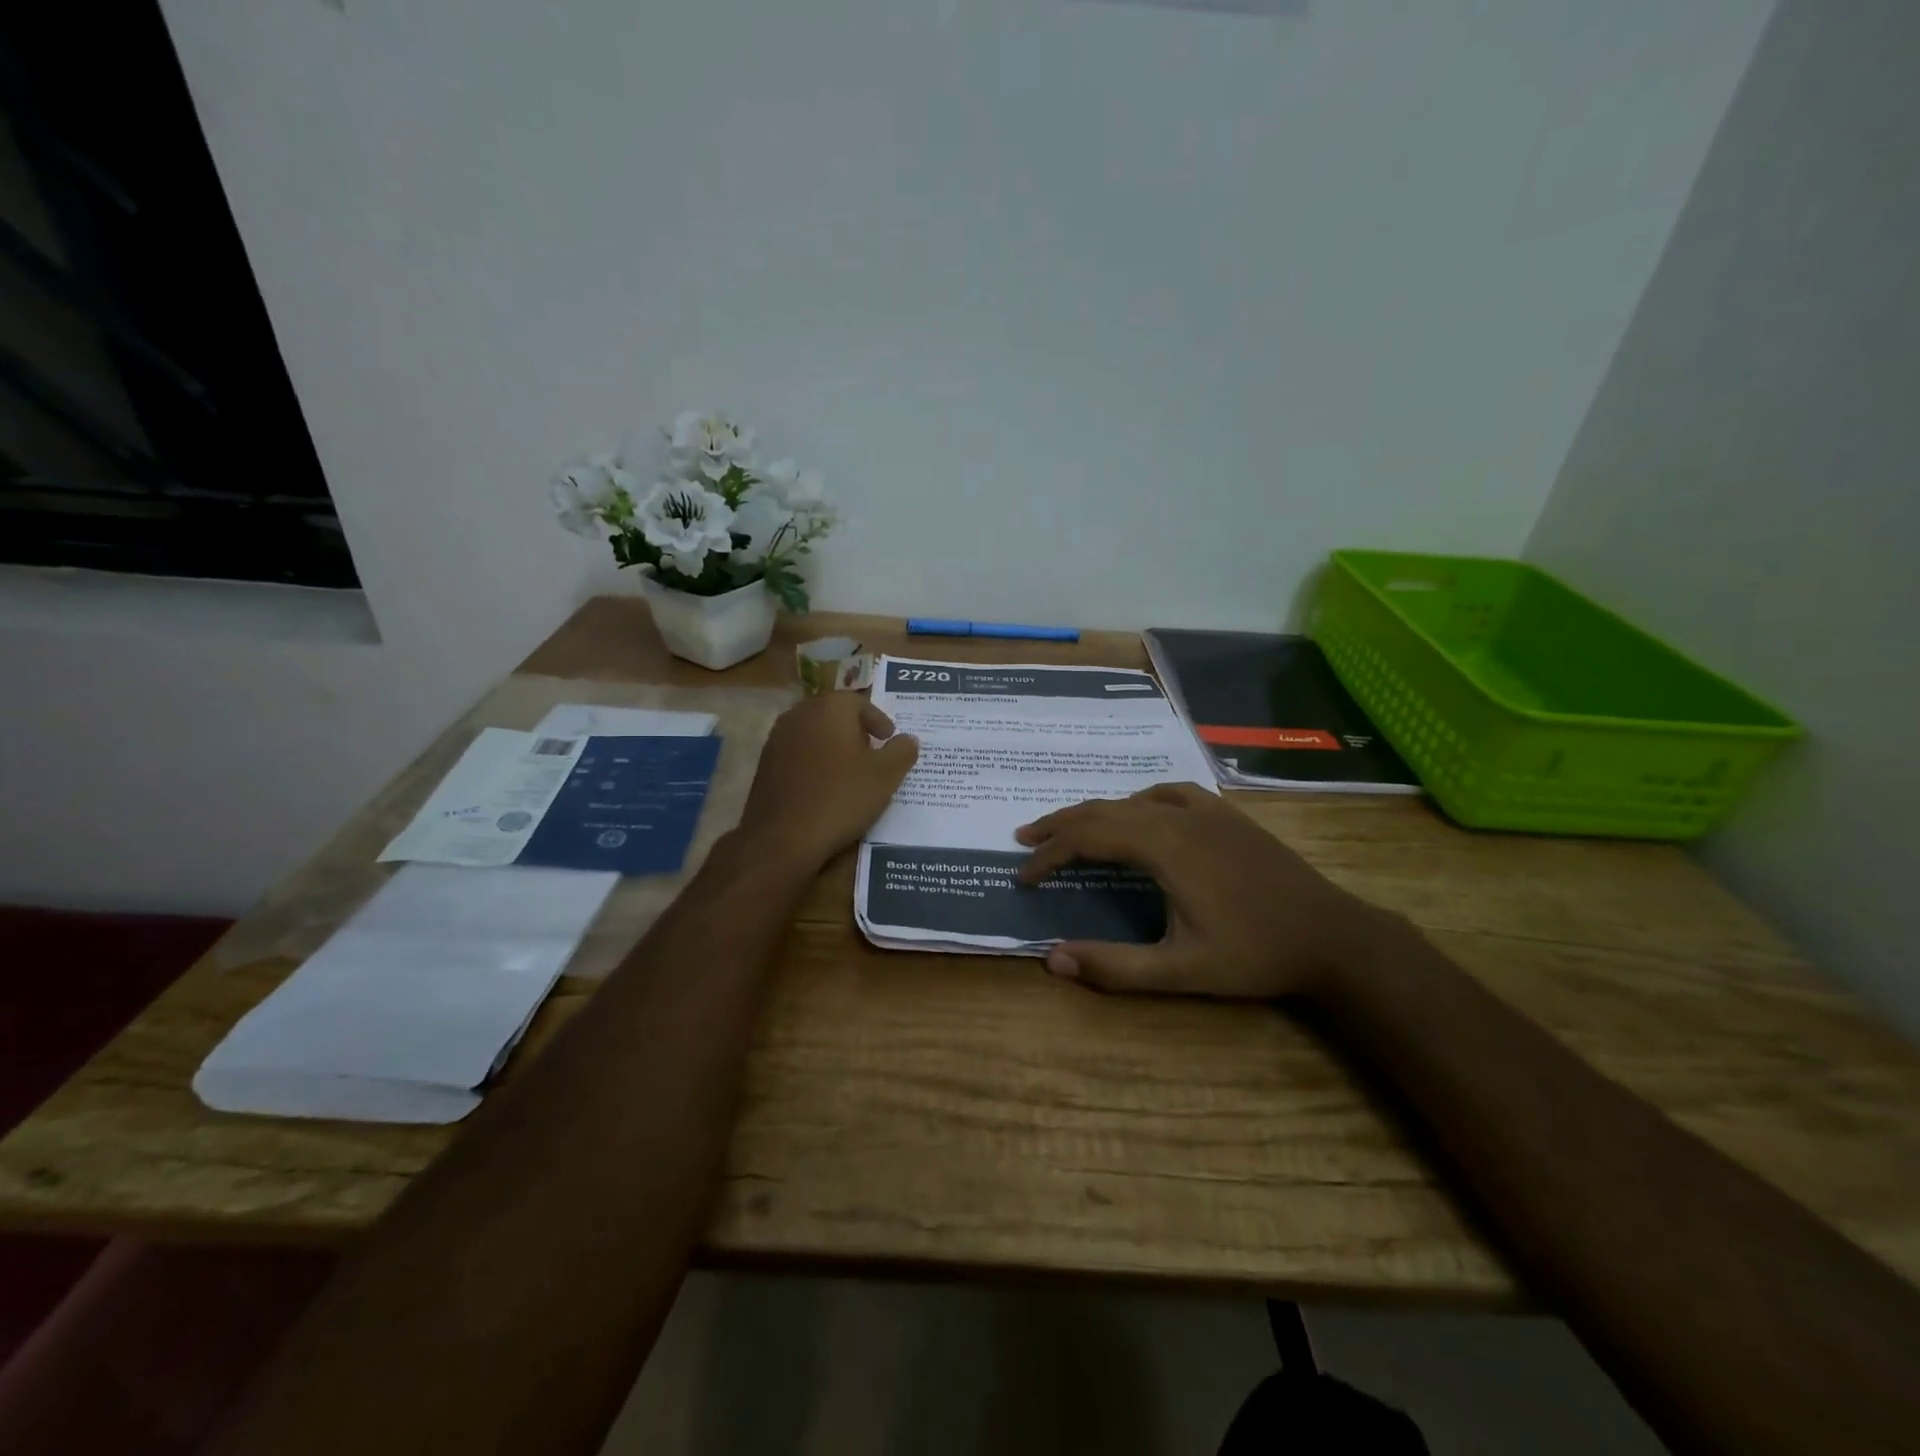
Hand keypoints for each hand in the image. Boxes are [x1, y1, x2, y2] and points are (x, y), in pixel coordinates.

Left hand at [736, 694, 918, 871]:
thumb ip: (902, 751)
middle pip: (833, 713)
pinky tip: (824, 786)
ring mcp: (777, 738)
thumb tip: (907, 739)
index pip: (859, 702)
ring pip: (813, 732)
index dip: (878, 720)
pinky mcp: (765, 763)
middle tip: (872, 753)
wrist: (783, 836)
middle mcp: (800, 714)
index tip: (889, 740)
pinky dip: (814, 761)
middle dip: (855, 730)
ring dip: (833, 745)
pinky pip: (797, 753)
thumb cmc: (841, 798)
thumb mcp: (886, 776)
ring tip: (849, 771)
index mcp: (830, 708)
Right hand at [1015, 783, 1400, 998]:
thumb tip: (1051, 959)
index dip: (1050, 855)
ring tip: (1068, 826)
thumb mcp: (1182, 970)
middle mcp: (1178, 817)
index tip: (1023, 875)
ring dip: (1095, 811)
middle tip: (1026, 840)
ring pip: (1134, 799)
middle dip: (1060, 825)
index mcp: (1164, 848)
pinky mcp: (1227, 815)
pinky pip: (1171, 794)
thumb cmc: (1255, 954)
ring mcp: (1206, 811)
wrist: (1333, 935)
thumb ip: (1115, 966)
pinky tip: (1140, 811)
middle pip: (1104, 810)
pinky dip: (1139, 800)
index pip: (1088, 838)